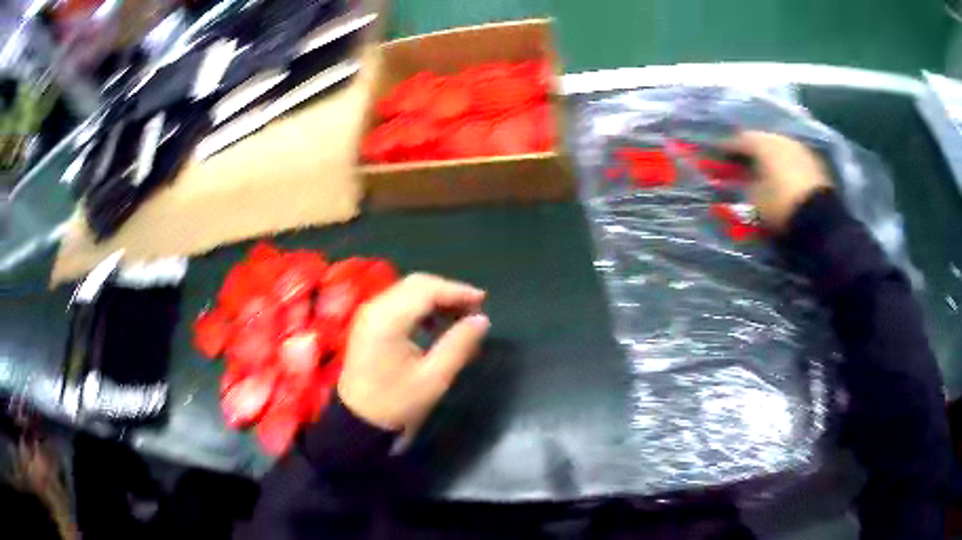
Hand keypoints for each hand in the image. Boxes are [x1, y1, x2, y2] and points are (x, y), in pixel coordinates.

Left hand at [338, 274, 489, 432]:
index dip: (457, 291)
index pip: (427, 290)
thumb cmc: (395, 403)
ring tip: (459, 316)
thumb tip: (481, 320)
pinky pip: (398, 301)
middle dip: (448, 291)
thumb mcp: (433, 378)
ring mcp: (369, 313)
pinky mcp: (368, 322)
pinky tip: (434, 324)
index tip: (483, 301)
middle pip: (417, 284)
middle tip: (474, 308)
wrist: (357, 421)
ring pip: (408, 290)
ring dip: (435, 297)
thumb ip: (459, 345)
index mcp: (388, 320)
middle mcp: (375, 308)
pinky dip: (420, 305)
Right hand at [725, 131, 832, 230]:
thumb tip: (739, 178)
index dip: (726, 148)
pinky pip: (791, 158)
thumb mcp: (755, 198)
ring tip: (760, 169)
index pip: (739, 140)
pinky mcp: (813, 162)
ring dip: (767, 156)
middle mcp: (781, 139)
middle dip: (749, 150)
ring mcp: (799, 149)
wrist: (820, 219)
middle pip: (760, 140)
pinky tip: (779, 175)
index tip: (716, 155)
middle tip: (738, 161)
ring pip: (777, 147)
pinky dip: (782, 164)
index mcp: (763, 143)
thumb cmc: (781, 205)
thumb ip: (744, 183)